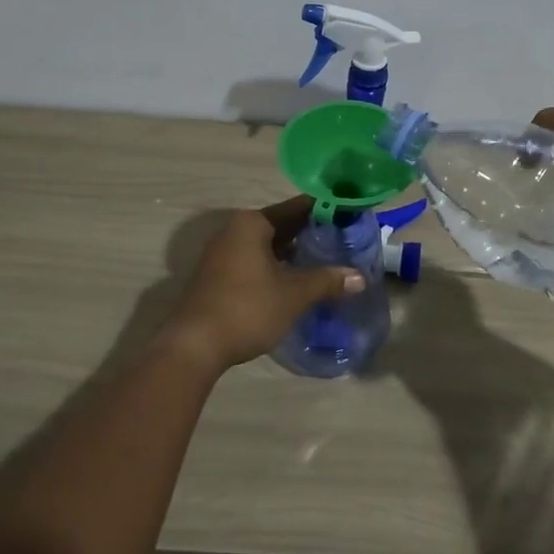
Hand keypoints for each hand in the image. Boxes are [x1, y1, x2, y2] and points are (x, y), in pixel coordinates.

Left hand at [159, 198, 364, 369]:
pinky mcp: (217, 277)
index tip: (348, 214)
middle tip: (343, 239)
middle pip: (280, 225)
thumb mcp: (293, 294)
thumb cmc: (247, 308)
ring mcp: (222, 254)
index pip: (295, 208)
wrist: (194, 345)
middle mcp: (234, 231)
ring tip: (325, 260)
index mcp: (251, 224)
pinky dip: (276, 266)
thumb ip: (327, 281)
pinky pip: (254, 261)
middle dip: (309, 233)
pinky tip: (296, 281)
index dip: (323, 210)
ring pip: (266, 246)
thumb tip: (359, 277)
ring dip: (292, 253)